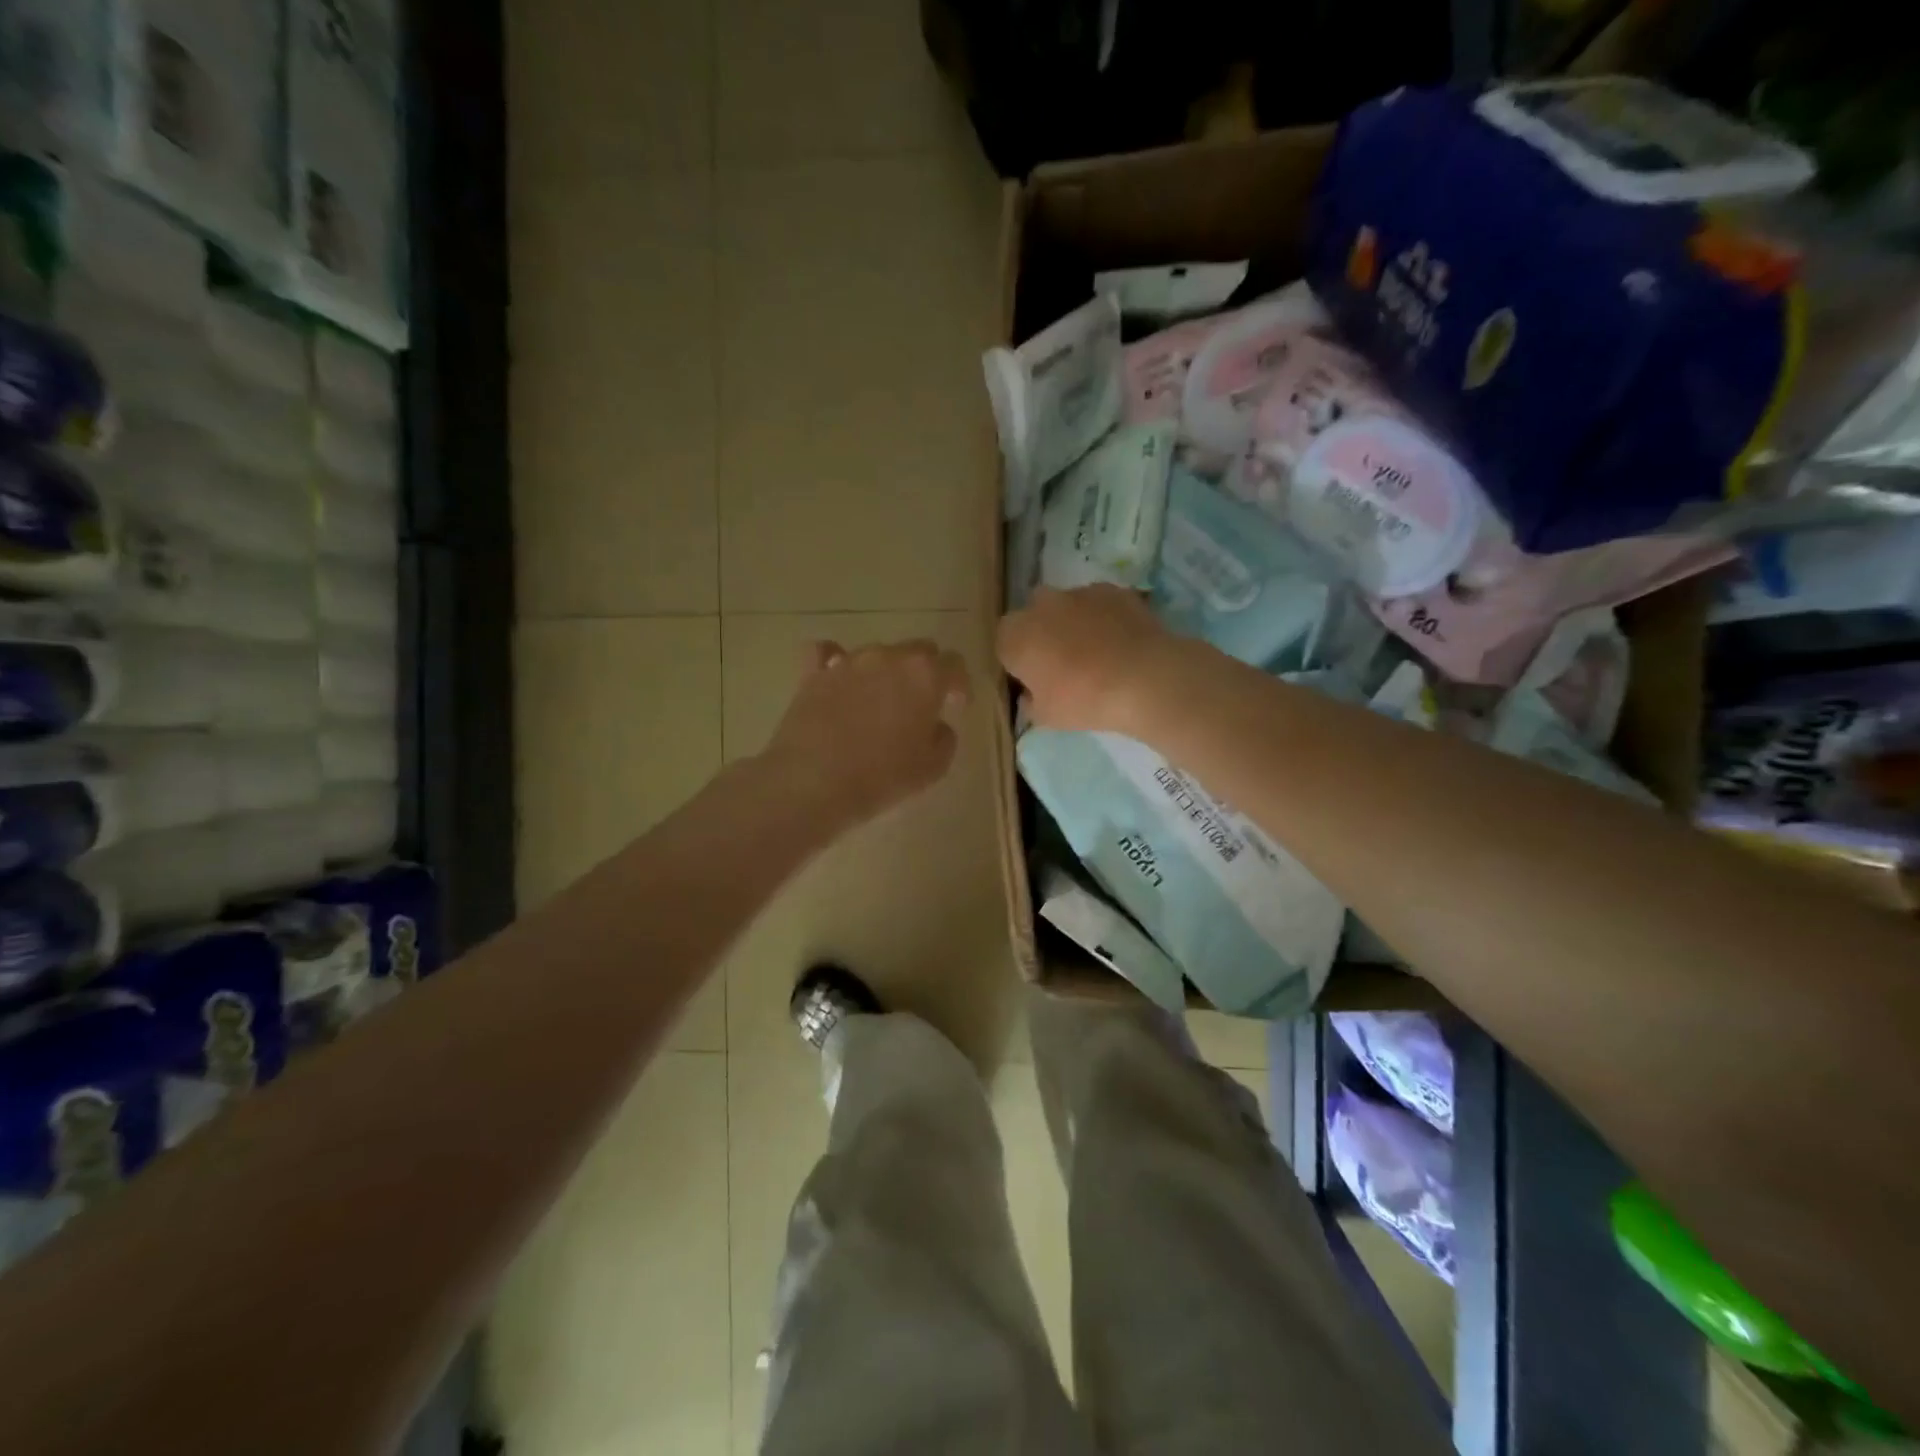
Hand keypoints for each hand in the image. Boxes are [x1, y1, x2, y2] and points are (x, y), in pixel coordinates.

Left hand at [763, 639, 971, 829]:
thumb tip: (935, 726)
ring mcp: (848, 661)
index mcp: (925, 675)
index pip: (954, 663)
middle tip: (921, 703)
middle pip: (918, 650)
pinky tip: (837, 677)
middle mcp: (889, 657)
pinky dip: (835, 660)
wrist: (812, 781)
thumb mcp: (932, 768)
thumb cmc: (881, 776)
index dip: (959, 684)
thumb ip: (944, 739)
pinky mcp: (814, 673)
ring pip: (878, 653)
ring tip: (878, 702)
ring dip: (885, 672)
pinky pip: (827, 653)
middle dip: (925, 672)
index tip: (956, 705)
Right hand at [997, 585, 1171, 734]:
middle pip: (1033, 617)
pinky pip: (1098, 604)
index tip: (1033, 679)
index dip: (1017, 660)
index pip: (1004, 643)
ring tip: (1097, 653)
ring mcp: (1079, 592)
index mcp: (1016, 635)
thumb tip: (1031, 693)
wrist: (1144, 678)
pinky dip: (1103, 618)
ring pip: (1066, 607)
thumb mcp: (1046, 717)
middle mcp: (1041, 605)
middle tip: (1062, 663)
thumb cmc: (1084, 700)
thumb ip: (1030, 702)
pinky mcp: (1113, 590)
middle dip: (1042, 634)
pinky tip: (1119, 642)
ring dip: (1073, 623)